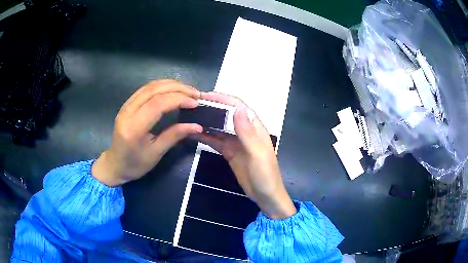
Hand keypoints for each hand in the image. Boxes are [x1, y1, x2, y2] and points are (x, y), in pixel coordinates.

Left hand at [92, 80, 202, 185]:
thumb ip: (174, 136)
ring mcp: (126, 106)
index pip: (157, 104)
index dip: (178, 99)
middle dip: (178, 88)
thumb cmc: (135, 164)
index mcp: (134, 128)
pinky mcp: (127, 104)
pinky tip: (172, 89)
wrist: (115, 164)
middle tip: (195, 94)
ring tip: (187, 90)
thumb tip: (197, 126)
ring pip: (150, 86)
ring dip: (171, 85)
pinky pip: (145, 89)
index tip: (195, 103)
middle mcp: (128, 112)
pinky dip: (161, 86)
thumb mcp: (156, 154)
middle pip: (154, 90)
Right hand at [194, 92, 295, 219]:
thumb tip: (238, 108)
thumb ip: (247, 132)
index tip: (204, 96)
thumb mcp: (257, 154)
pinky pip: (216, 141)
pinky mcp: (230, 153)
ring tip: (189, 117)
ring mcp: (236, 143)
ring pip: (219, 127)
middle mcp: (245, 132)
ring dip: (206, 122)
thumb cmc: (266, 175)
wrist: (266, 197)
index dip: (222, 99)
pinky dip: (205, 137)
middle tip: (192, 106)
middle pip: (227, 115)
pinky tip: (193, 134)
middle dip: (211, 108)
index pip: (238, 107)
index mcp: (255, 128)